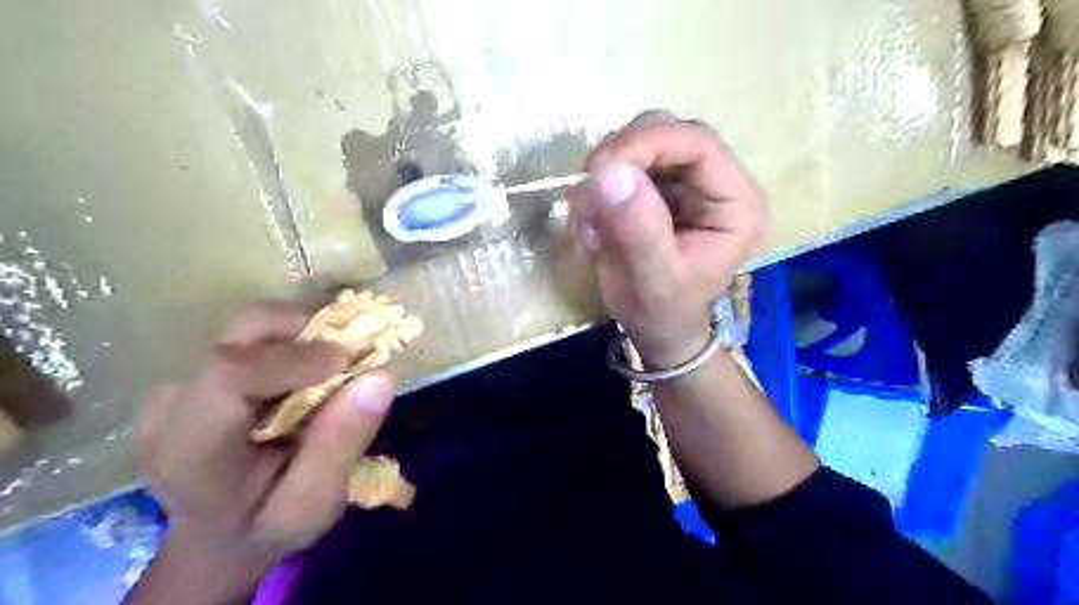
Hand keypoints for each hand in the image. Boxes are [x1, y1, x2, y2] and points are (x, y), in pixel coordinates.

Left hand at [140, 307, 395, 566]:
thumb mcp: (312, 507)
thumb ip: (341, 446)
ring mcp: (185, 380)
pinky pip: (256, 336)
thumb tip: (380, 376)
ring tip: (339, 363)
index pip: (230, 373)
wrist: (220, 533)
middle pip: (243, 330)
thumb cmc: (267, 525)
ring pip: (254, 325)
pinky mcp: (202, 371)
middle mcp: (174, 402)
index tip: (352, 360)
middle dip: (310, 328)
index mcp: (190, 448)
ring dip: (308, 331)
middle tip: (355, 353)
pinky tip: (316, 369)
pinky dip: (298, 340)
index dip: (297, 356)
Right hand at [566, 108, 766, 364]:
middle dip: (618, 160)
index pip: (696, 143)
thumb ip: (639, 228)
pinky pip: (617, 169)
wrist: (654, 328)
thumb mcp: (654, 279)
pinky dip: (594, 195)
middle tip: (586, 199)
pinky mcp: (656, 188)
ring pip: (636, 145)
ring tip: (590, 230)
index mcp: (736, 202)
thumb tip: (608, 171)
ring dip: (601, 181)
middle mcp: (714, 182)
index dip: (646, 143)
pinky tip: (591, 232)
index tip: (598, 169)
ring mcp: (682, 182)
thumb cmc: (664, 312)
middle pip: (665, 132)